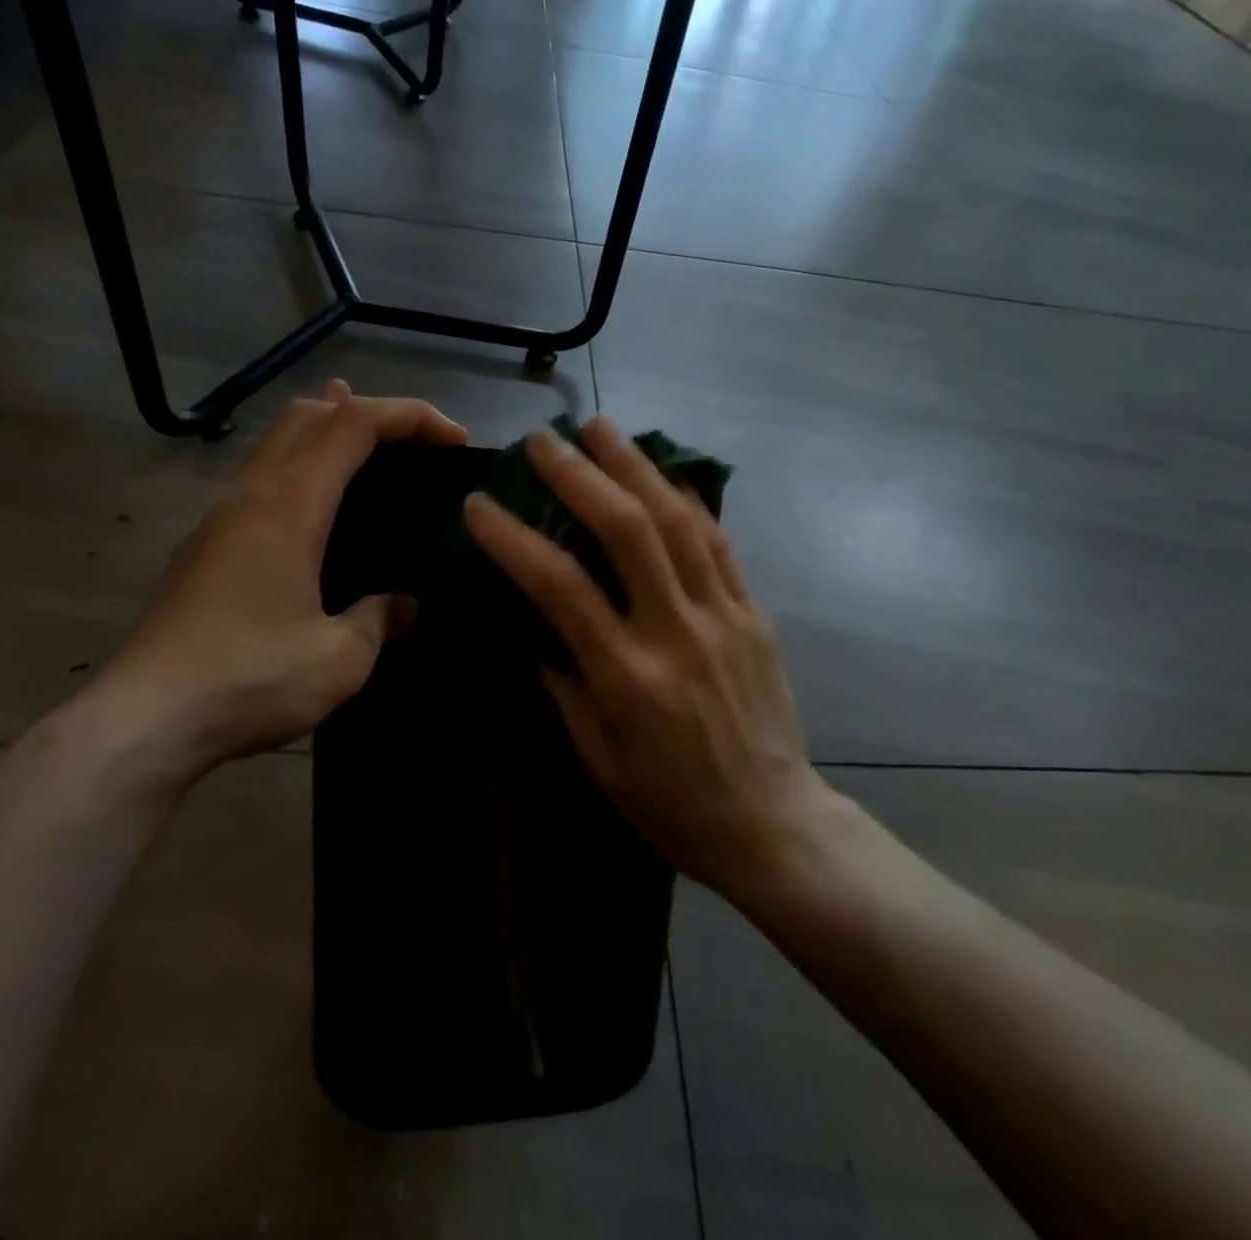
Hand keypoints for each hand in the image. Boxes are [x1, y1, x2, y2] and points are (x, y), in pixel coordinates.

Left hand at [79, 381, 466, 796]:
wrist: (143, 720)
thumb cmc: (250, 679)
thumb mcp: (339, 658)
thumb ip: (379, 619)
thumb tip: (404, 604)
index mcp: (290, 505)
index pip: (355, 424)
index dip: (410, 416)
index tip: (454, 440)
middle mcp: (252, 494)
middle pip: (309, 414)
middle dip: (367, 410)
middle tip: (414, 443)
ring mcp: (220, 516)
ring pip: (276, 440)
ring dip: (327, 430)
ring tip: (370, 452)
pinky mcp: (204, 545)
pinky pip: (260, 476)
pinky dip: (299, 465)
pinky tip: (316, 508)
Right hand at [462, 417, 832, 896]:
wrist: (771, 823)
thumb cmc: (672, 805)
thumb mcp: (599, 759)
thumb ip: (564, 688)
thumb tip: (538, 633)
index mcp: (627, 677)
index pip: (560, 587)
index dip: (514, 538)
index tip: (479, 504)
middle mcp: (676, 631)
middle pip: (627, 531)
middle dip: (580, 475)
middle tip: (544, 441)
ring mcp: (723, 616)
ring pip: (679, 522)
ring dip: (637, 466)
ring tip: (602, 427)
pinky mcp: (754, 613)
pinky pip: (718, 543)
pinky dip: (687, 501)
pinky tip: (663, 473)